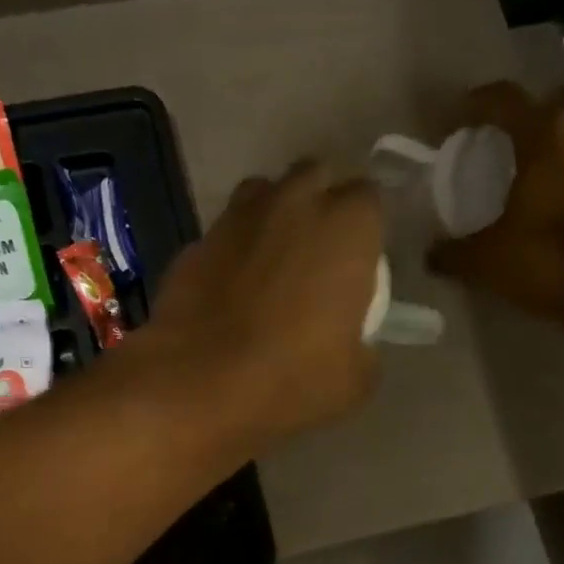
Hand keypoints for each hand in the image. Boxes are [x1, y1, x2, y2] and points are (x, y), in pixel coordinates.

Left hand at [146, 160, 382, 450]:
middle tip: (317, 252)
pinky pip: (223, 234)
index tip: (359, 261)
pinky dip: (231, 251)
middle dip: (318, 203)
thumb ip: (362, 345)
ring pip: (262, 194)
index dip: (365, 228)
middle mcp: (293, 202)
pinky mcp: (194, 242)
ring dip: (272, 216)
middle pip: (314, 177)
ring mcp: (236, 217)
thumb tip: (353, 343)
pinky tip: (228, 290)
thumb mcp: (354, 379)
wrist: (198, 385)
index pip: (368, 199)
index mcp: (347, 226)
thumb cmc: (292, 379)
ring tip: (271, 261)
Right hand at [425, 82, 563, 321]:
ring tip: (530, 176)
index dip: (473, 105)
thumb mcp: (488, 261)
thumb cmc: (553, 261)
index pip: (502, 98)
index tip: (452, 121)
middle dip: (525, 116)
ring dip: (556, 143)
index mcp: (545, 133)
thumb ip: (454, 252)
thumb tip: (430, 254)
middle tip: (499, 146)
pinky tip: (560, 200)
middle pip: (551, 101)